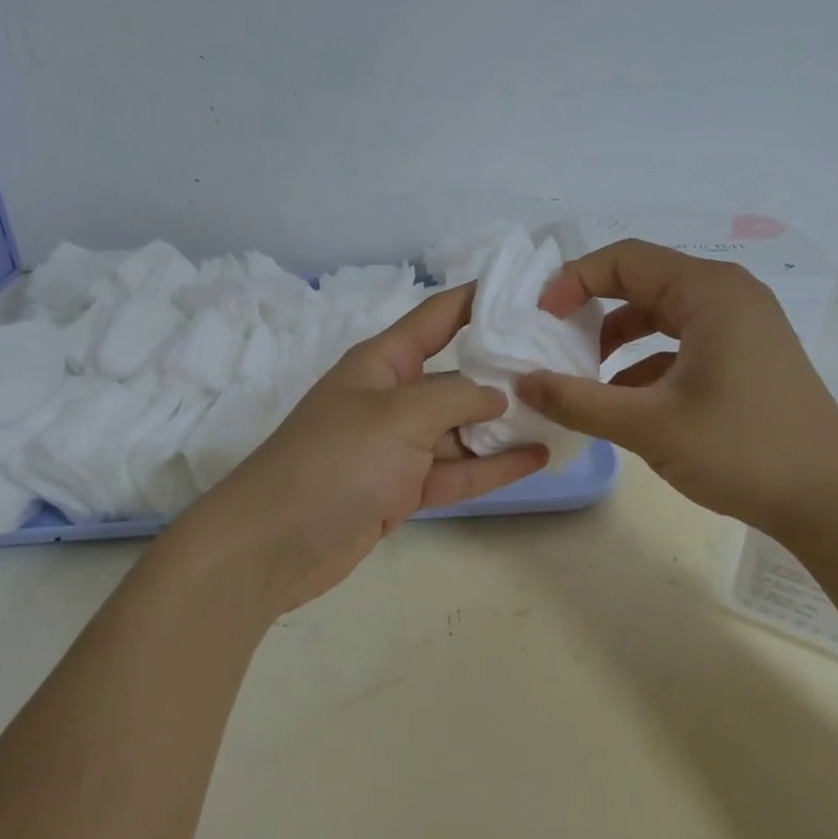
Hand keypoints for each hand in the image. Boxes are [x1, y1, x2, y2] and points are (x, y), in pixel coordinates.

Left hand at [182, 284, 548, 615]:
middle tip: (564, 363)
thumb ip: (456, 396)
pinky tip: (537, 456)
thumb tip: (498, 394)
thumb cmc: (334, 461)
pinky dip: (492, 465)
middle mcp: (393, 397)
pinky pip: (456, 470)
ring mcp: (399, 446)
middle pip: (458, 375)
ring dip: (506, 423)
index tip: (531, 293)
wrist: (273, 545)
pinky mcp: (404, 488)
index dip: (481, 299)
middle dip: (506, 370)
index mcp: (383, 362)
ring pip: (463, 428)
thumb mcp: (398, 415)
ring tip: (561, 411)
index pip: (439, 316)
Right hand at [516, 239, 837, 537]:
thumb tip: (524, 384)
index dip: (574, 281)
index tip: (540, 320)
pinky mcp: (748, 355)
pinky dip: (648, 362)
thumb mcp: (649, 426)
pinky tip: (626, 400)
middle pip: (643, 282)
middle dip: (593, 310)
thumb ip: (579, 401)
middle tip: (554, 343)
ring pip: (662, 314)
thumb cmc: (742, 450)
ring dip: (619, 339)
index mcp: (709, 292)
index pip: (625, 259)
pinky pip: (684, 342)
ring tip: (585, 376)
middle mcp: (728, 295)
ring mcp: (743, 325)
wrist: (833, 502)